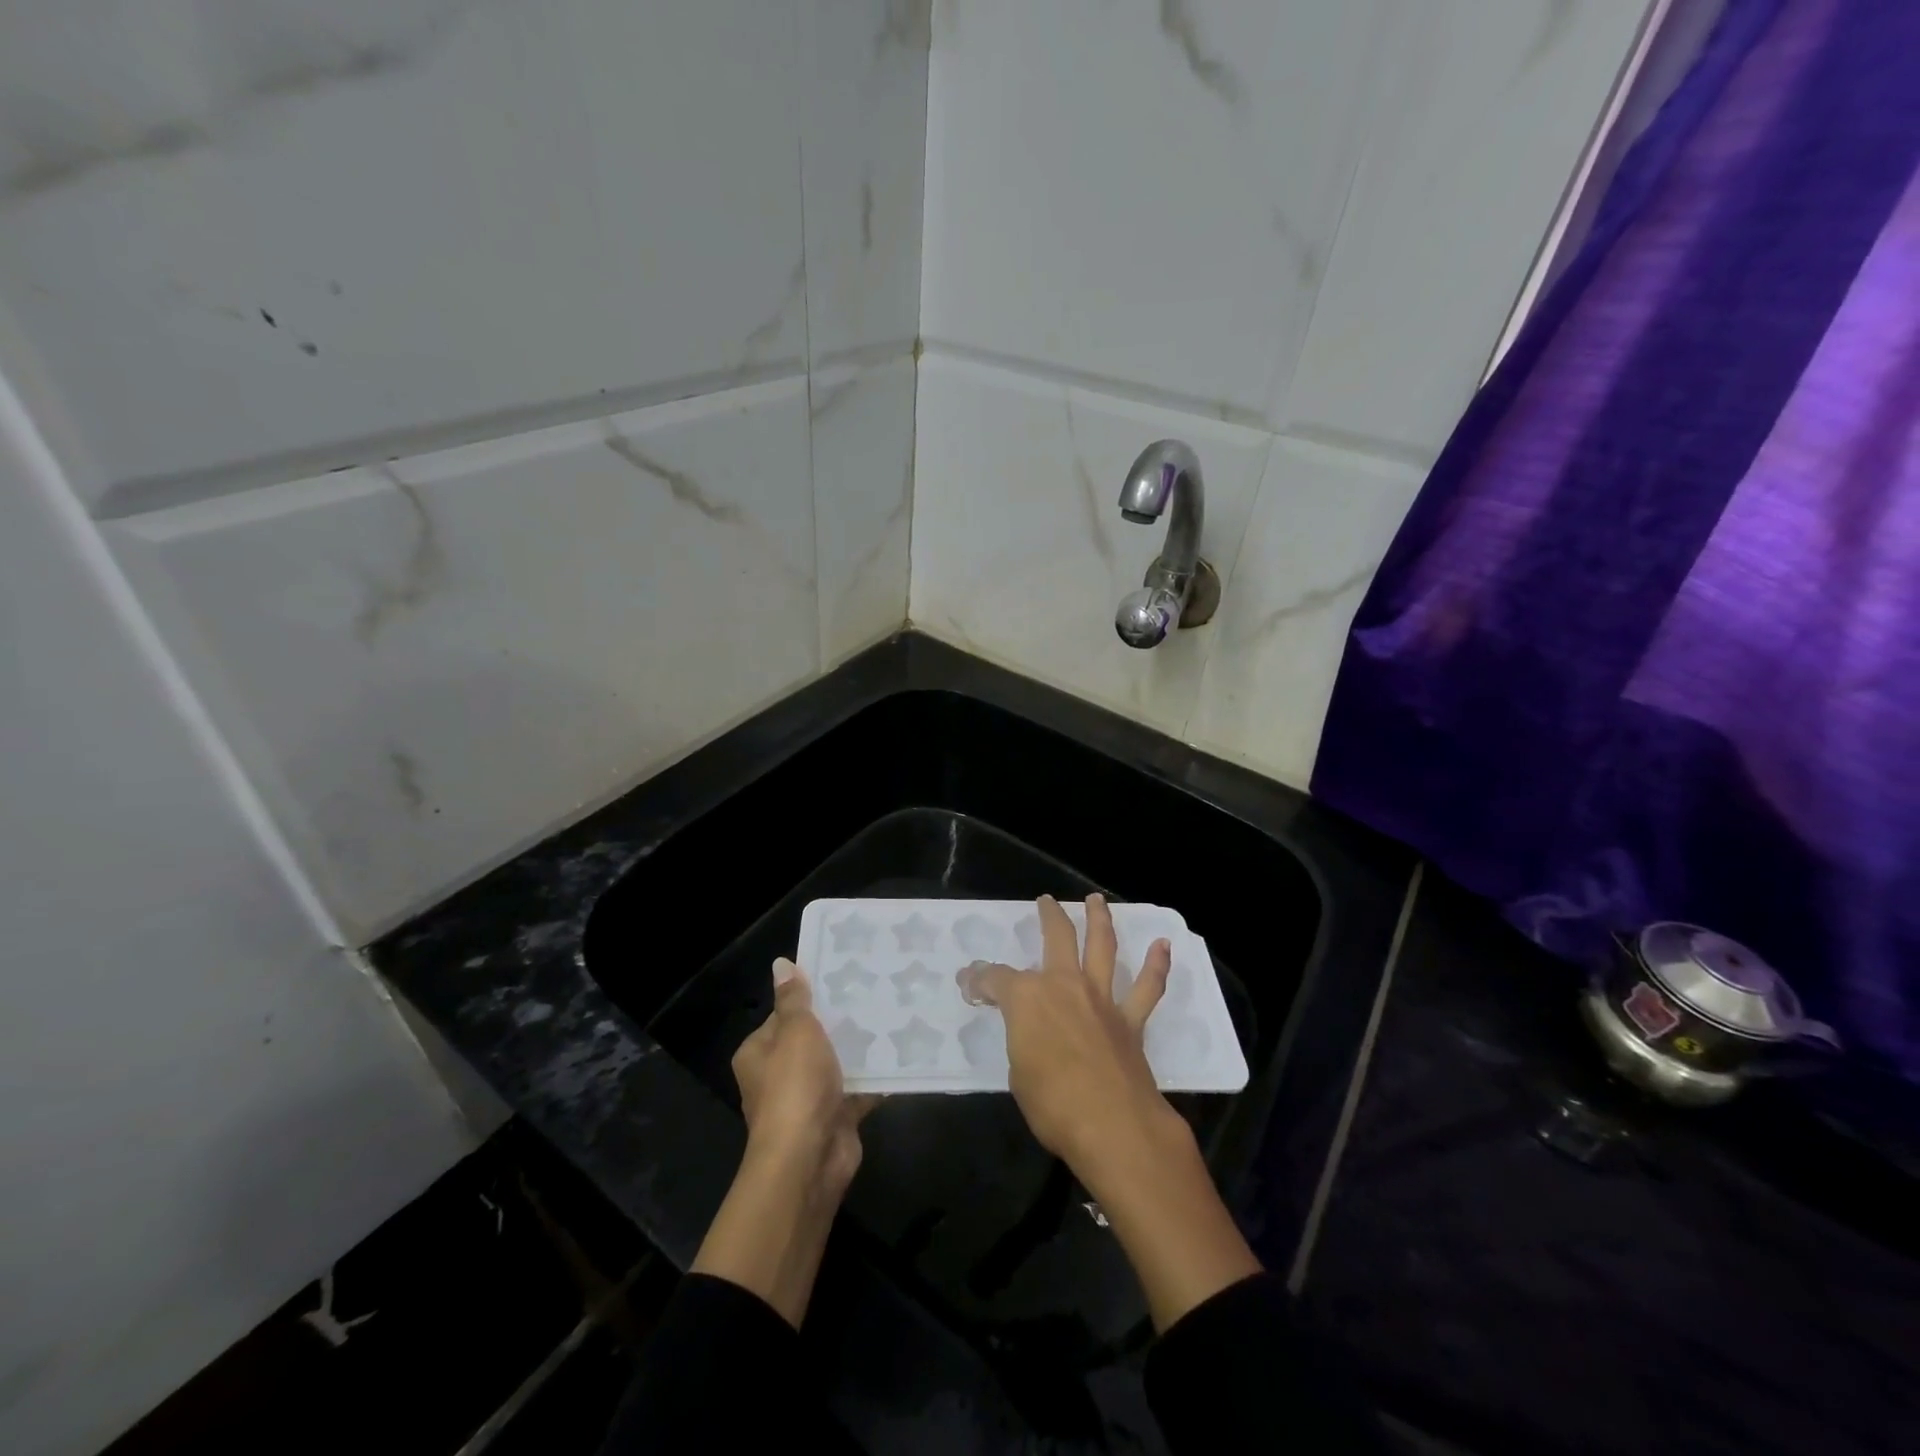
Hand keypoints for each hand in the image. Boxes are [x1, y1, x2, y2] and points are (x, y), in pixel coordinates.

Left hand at [692, 959, 874, 1327]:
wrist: (808, 1160)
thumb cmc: (794, 1087)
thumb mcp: (795, 1032)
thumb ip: (794, 999)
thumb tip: (782, 963)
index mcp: (760, 1052)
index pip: (784, 1014)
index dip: (810, 996)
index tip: (842, 975)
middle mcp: (779, 1075)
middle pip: (813, 1038)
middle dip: (841, 1020)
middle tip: (875, 990)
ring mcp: (809, 1099)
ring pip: (838, 1063)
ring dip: (860, 1048)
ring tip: (894, 1013)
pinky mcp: (836, 1117)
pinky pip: (859, 1089)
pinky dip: (877, 1076)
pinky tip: (903, 1053)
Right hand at [960, 893, 1176, 1180]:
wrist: (1113, 1126)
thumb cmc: (1052, 1104)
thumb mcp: (1017, 1071)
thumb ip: (1020, 1039)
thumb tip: (1022, 1028)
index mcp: (1027, 998)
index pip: (996, 979)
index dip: (979, 980)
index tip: (969, 983)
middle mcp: (1064, 985)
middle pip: (1056, 937)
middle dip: (1049, 916)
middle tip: (1046, 901)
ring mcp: (1101, 998)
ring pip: (1102, 946)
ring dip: (1099, 919)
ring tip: (1097, 900)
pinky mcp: (1130, 1019)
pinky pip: (1147, 987)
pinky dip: (1157, 965)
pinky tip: (1163, 946)